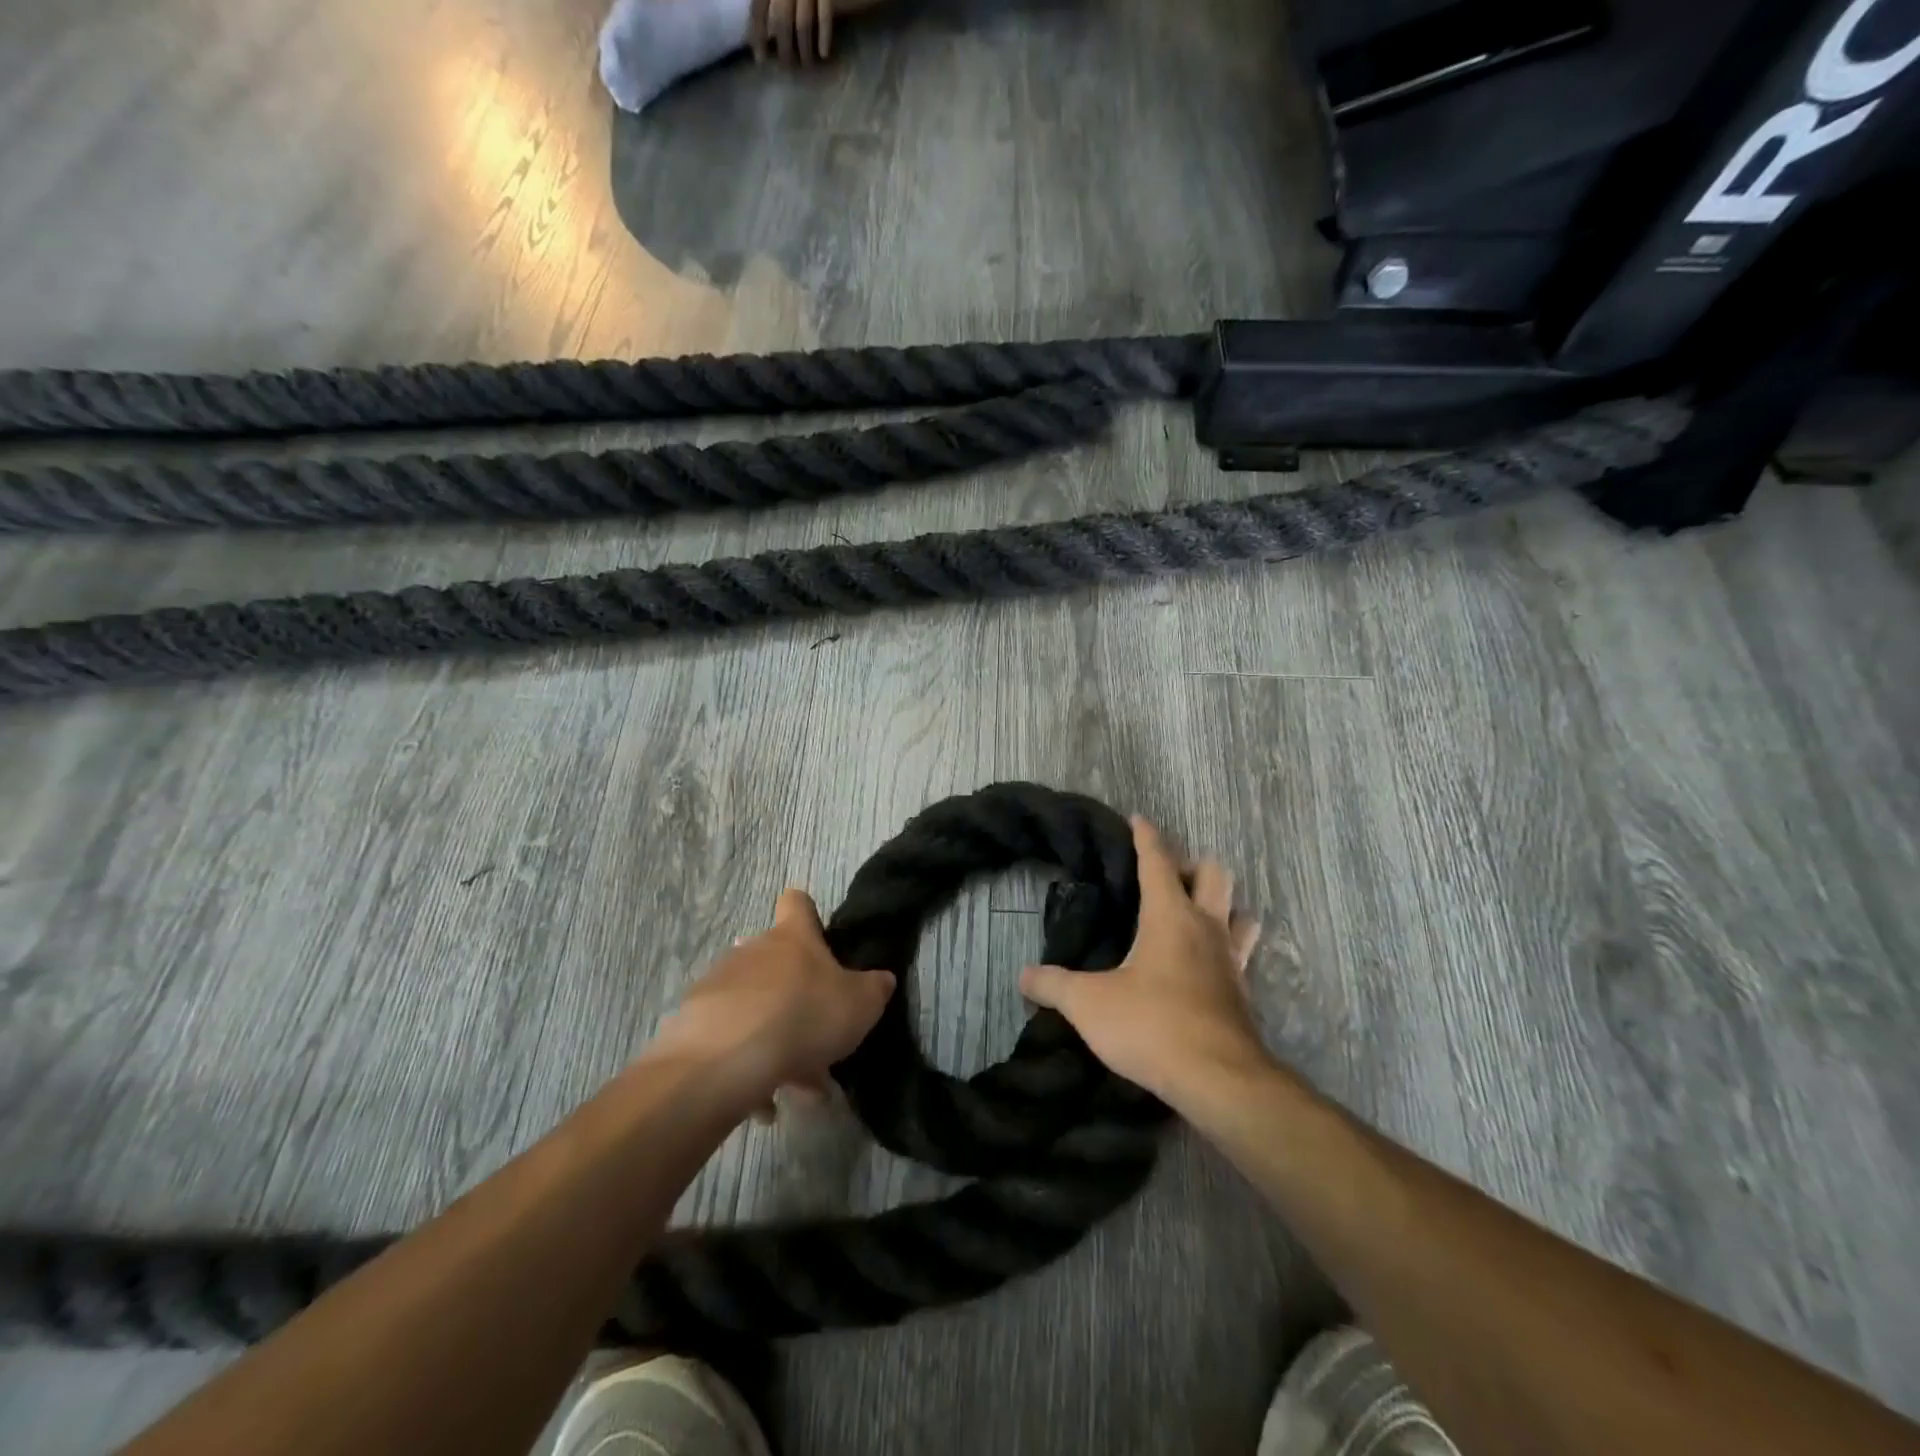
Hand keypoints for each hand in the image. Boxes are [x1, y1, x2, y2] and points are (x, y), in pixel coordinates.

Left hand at [647, 889, 893, 1117]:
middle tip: (816, 1040)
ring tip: (792, 1084)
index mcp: (793, 938)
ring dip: (773, 1037)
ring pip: (754, 1006)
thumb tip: (881, 980)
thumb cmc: (804, 1016)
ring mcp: (719, 984)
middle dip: (794, 997)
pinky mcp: (693, 1023)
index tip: (819, 939)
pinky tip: (762, 1103)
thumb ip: (874, 988)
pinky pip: (728, 1041)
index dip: (808, 915)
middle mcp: (752, 950)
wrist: (726, 1059)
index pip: (797, 903)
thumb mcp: (860, 1004)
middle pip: (775, 961)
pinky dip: (746, 1067)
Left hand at [749, 0, 832, 66]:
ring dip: (804, 50)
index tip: (761, 59)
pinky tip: (824, 54)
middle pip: (781, 20)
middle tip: (787, 69)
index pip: (759, 7)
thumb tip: (765, 29)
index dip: (758, 33)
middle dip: (783, 50)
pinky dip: (824, 36)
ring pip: (802, 24)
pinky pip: (825, 15)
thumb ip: (773, 4)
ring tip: (806, 66)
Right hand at [1020, 816, 1263, 1102]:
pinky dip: (1226, 946)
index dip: (1146, 837)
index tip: (1138, 819)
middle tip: (1165, 879)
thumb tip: (1023, 976)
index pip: (1158, 861)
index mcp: (1170, 915)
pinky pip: (1241, 953)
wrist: (1218, 1080)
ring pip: (1239, 912)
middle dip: (1191, 865)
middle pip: (1214, 874)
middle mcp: (1207, 928)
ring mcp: (1231, 960)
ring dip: (1221, 905)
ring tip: (1194, 917)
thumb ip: (1054, 986)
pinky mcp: (1242, 993)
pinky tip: (1205, 965)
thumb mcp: (1089, 1004)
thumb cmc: (1152, 1025)